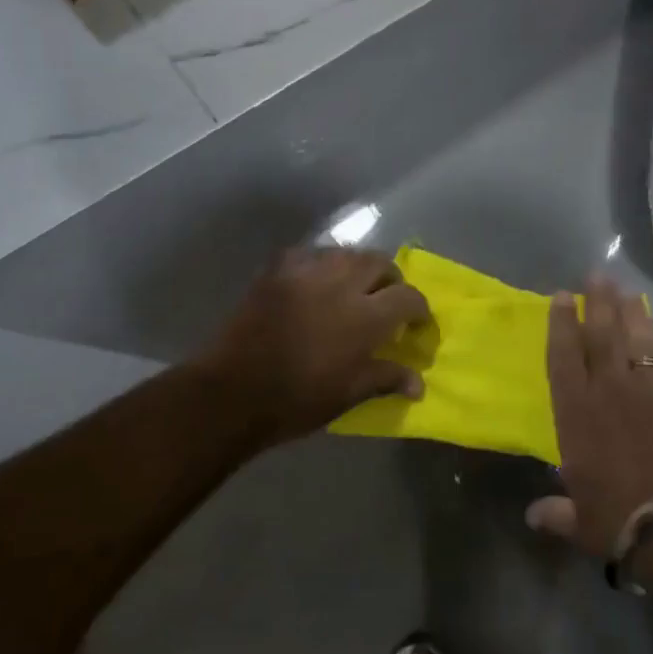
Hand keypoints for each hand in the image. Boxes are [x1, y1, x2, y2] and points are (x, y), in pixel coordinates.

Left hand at [193, 248, 429, 451]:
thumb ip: (386, 378)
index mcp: (365, 317)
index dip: (419, 308)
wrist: (233, 392)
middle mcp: (341, 284)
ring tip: (353, 287)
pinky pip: (307, 254)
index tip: (417, 323)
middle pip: (378, 262)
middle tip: (387, 299)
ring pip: (344, 253)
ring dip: (356, 267)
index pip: (408, 297)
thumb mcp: (349, 394)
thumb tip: (419, 384)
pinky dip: (319, 264)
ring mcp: (306, 273)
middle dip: (389, 279)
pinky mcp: (277, 271)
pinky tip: (315, 281)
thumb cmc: (297, 400)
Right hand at [526, 276, 652, 556]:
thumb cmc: (622, 519)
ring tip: (627, 291)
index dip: (561, 323)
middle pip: (602, 333)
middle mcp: (610, 388)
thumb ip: (557, 511)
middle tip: (597, 276)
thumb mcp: (582, 521)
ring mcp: (652, 386)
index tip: (562, 296)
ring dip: (632, 312)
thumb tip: (533, 516)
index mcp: (576, 411)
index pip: (564, 355)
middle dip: (598, 302)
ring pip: (638, 337)